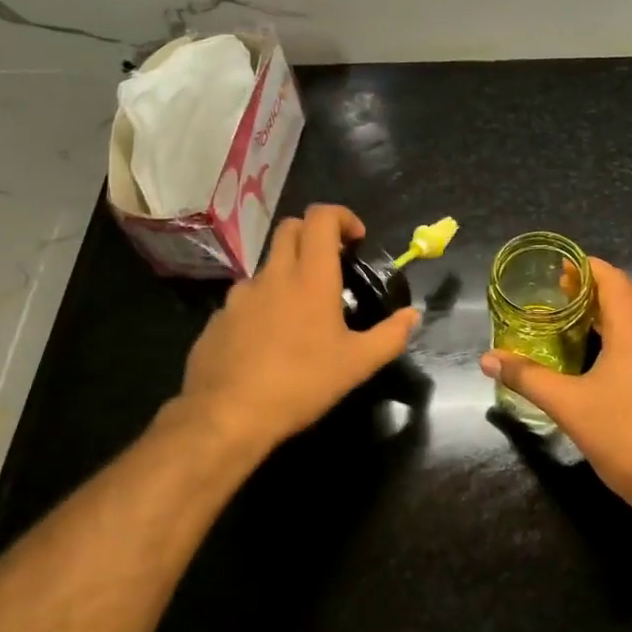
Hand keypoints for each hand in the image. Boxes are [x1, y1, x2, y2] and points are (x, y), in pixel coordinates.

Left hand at [180, 204, 419, 459]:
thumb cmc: (301, 384)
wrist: (228, 415)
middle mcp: (273, 275)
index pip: (321, 217)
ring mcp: (240, 295)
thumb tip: (412, 316)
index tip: (355, 240)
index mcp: (310, 277)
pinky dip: (263, 305)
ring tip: (300, 313)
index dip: (341, 217)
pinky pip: (245, 300)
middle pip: (290, 228)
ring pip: (267, 266)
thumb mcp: (357, 365)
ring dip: (287, 273)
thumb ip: (390, 336)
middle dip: (314, 234)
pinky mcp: (218, 318)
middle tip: (331, 264)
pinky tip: (269, 342)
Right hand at [480, 258, 631, 507]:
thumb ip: (527, 377)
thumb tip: (487, 359)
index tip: (562, 266)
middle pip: (629, 296)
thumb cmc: (622, 434)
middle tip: (563, 292)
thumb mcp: (567, 405)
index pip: (613, 280)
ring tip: (582, 320)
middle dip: (597, 288)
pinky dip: (630, 334)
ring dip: (615, 312)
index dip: (588, 267)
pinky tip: (611, 355)